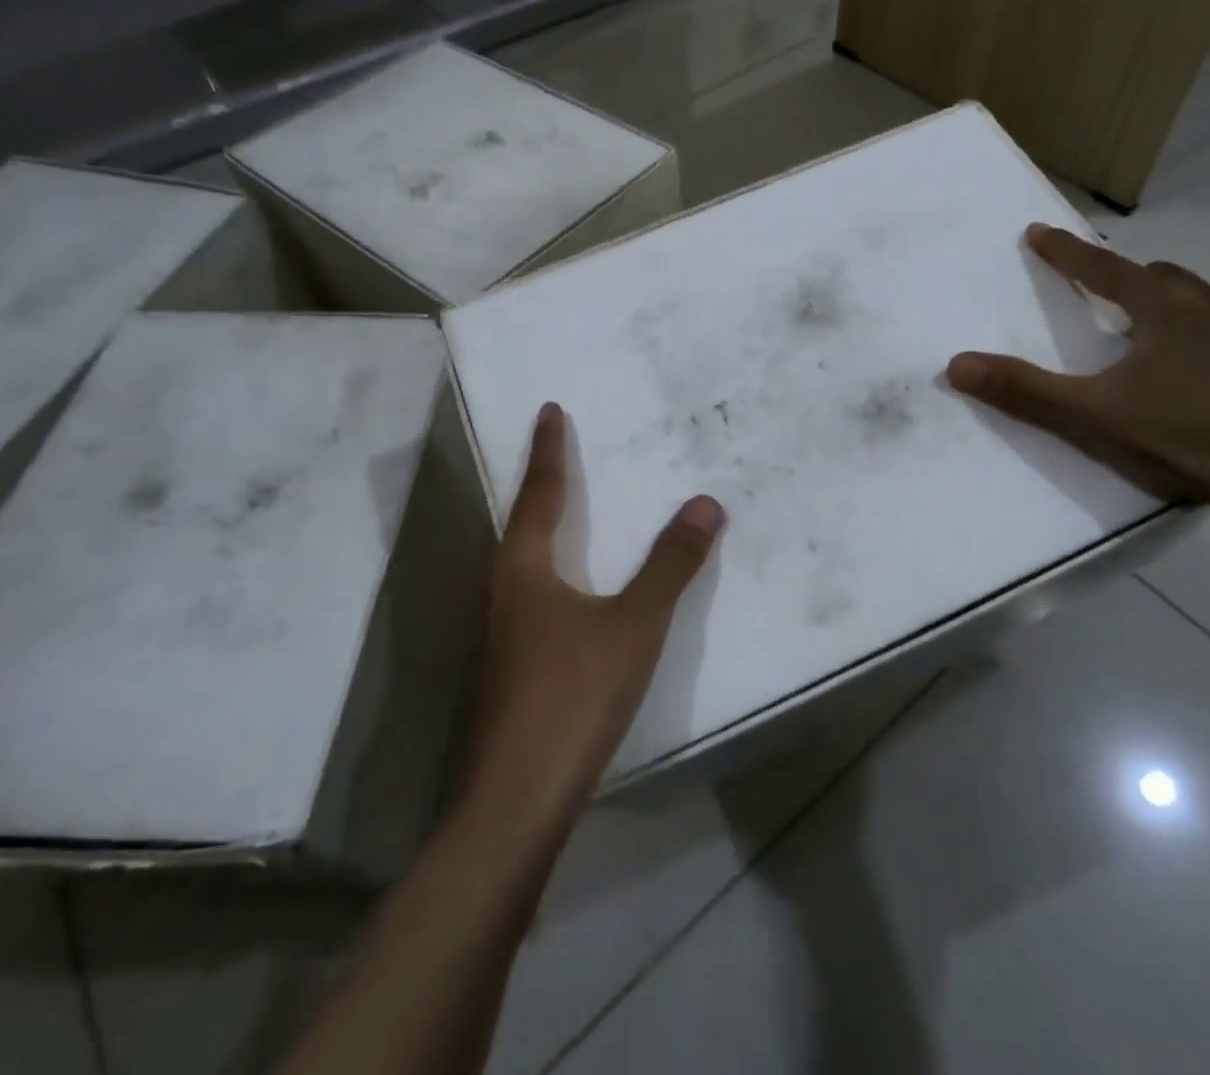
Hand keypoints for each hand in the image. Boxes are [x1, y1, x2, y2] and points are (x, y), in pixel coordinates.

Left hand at [460, 402, 724, 823]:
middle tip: (557, 450)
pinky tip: (572, 593)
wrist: (517, 800)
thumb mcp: (634, 624)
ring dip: (543, 528)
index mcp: (525, 569)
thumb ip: (670, 565)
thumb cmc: (573, 695)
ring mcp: (503, 634)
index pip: (541, 492)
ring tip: (565, 510)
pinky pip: (534, 596)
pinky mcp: (512, 669)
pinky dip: (554, 571)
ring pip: (523, 562)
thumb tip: (705, 504)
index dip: (549, 450)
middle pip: (522, 522)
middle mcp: (505, 592)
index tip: (549, 410)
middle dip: (542, 482)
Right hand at [947, 226, 1209, 510]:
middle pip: (1162, 277)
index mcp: (1161, 311)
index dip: (1066, 252)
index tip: (1039, 231)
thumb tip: (956, 364)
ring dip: (1184, 305)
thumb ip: (1024, 388)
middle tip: (1112, 298)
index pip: (1102, 269)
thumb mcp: (1090, 414)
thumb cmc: (1180, 436)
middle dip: (1131, 280)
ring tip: (1170, 331)